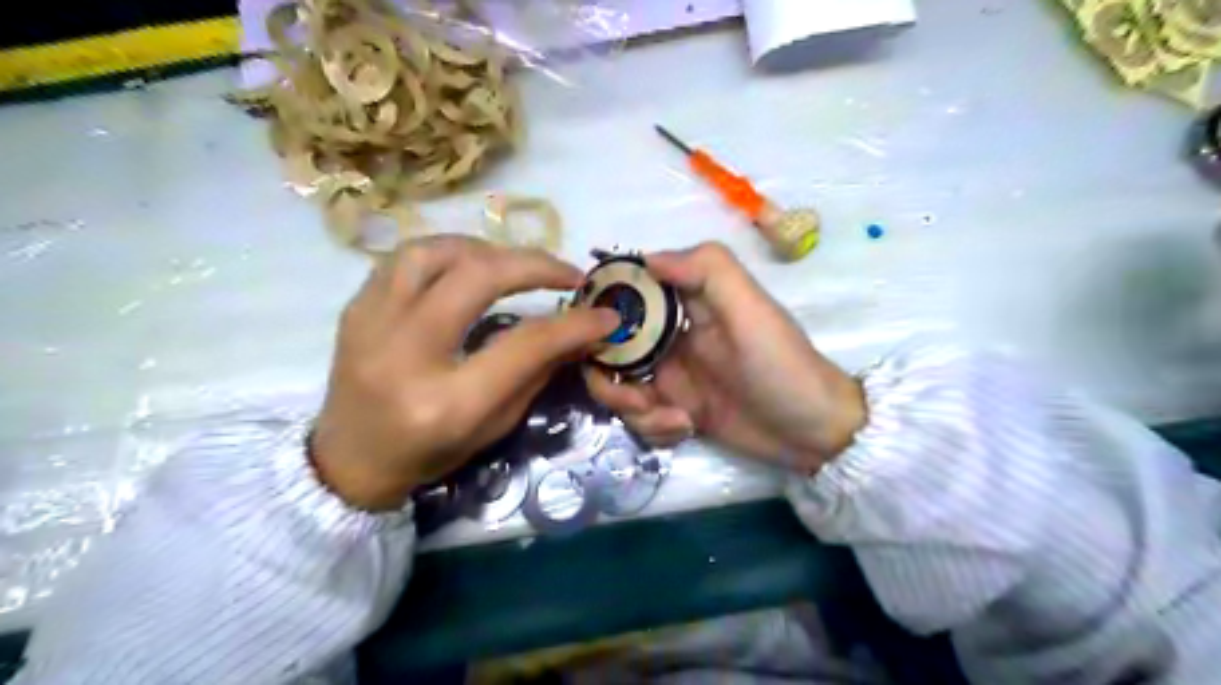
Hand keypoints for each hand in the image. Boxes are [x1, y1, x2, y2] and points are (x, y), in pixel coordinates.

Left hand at [314, 235, 620, 508]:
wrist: (349, 461)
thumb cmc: (428, 453)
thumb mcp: (494, 425)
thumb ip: (537, 373)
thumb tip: (579, 331)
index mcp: (447, 402)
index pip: (524, 345)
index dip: (573, 324)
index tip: (604, 314)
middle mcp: (405, 355)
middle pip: (477, 278)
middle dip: (534, 265)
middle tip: (567, 273)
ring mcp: (371, 325)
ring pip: (435, 252)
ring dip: (488, 249)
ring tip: (515, 264)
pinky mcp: (355, 308)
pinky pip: (405, 257)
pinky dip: (449, 251)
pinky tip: (471, 264)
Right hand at [583, 243, 860, 474]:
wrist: (814, 432)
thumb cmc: (782, 365)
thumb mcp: (751, 310)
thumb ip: (708, 270)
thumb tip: (645, 259)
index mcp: (686, 303)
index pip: (627, 293)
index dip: (602, 307)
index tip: (590, 333)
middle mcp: (670, 336)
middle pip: (610, 347)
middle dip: (612, 378)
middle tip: (637, 398)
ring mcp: (671, 376)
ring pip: (620, 386)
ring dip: (634, 409)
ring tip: (674, 420)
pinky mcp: (675, 410)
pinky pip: (640, 416)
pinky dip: (654, 427)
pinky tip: (685, 429)